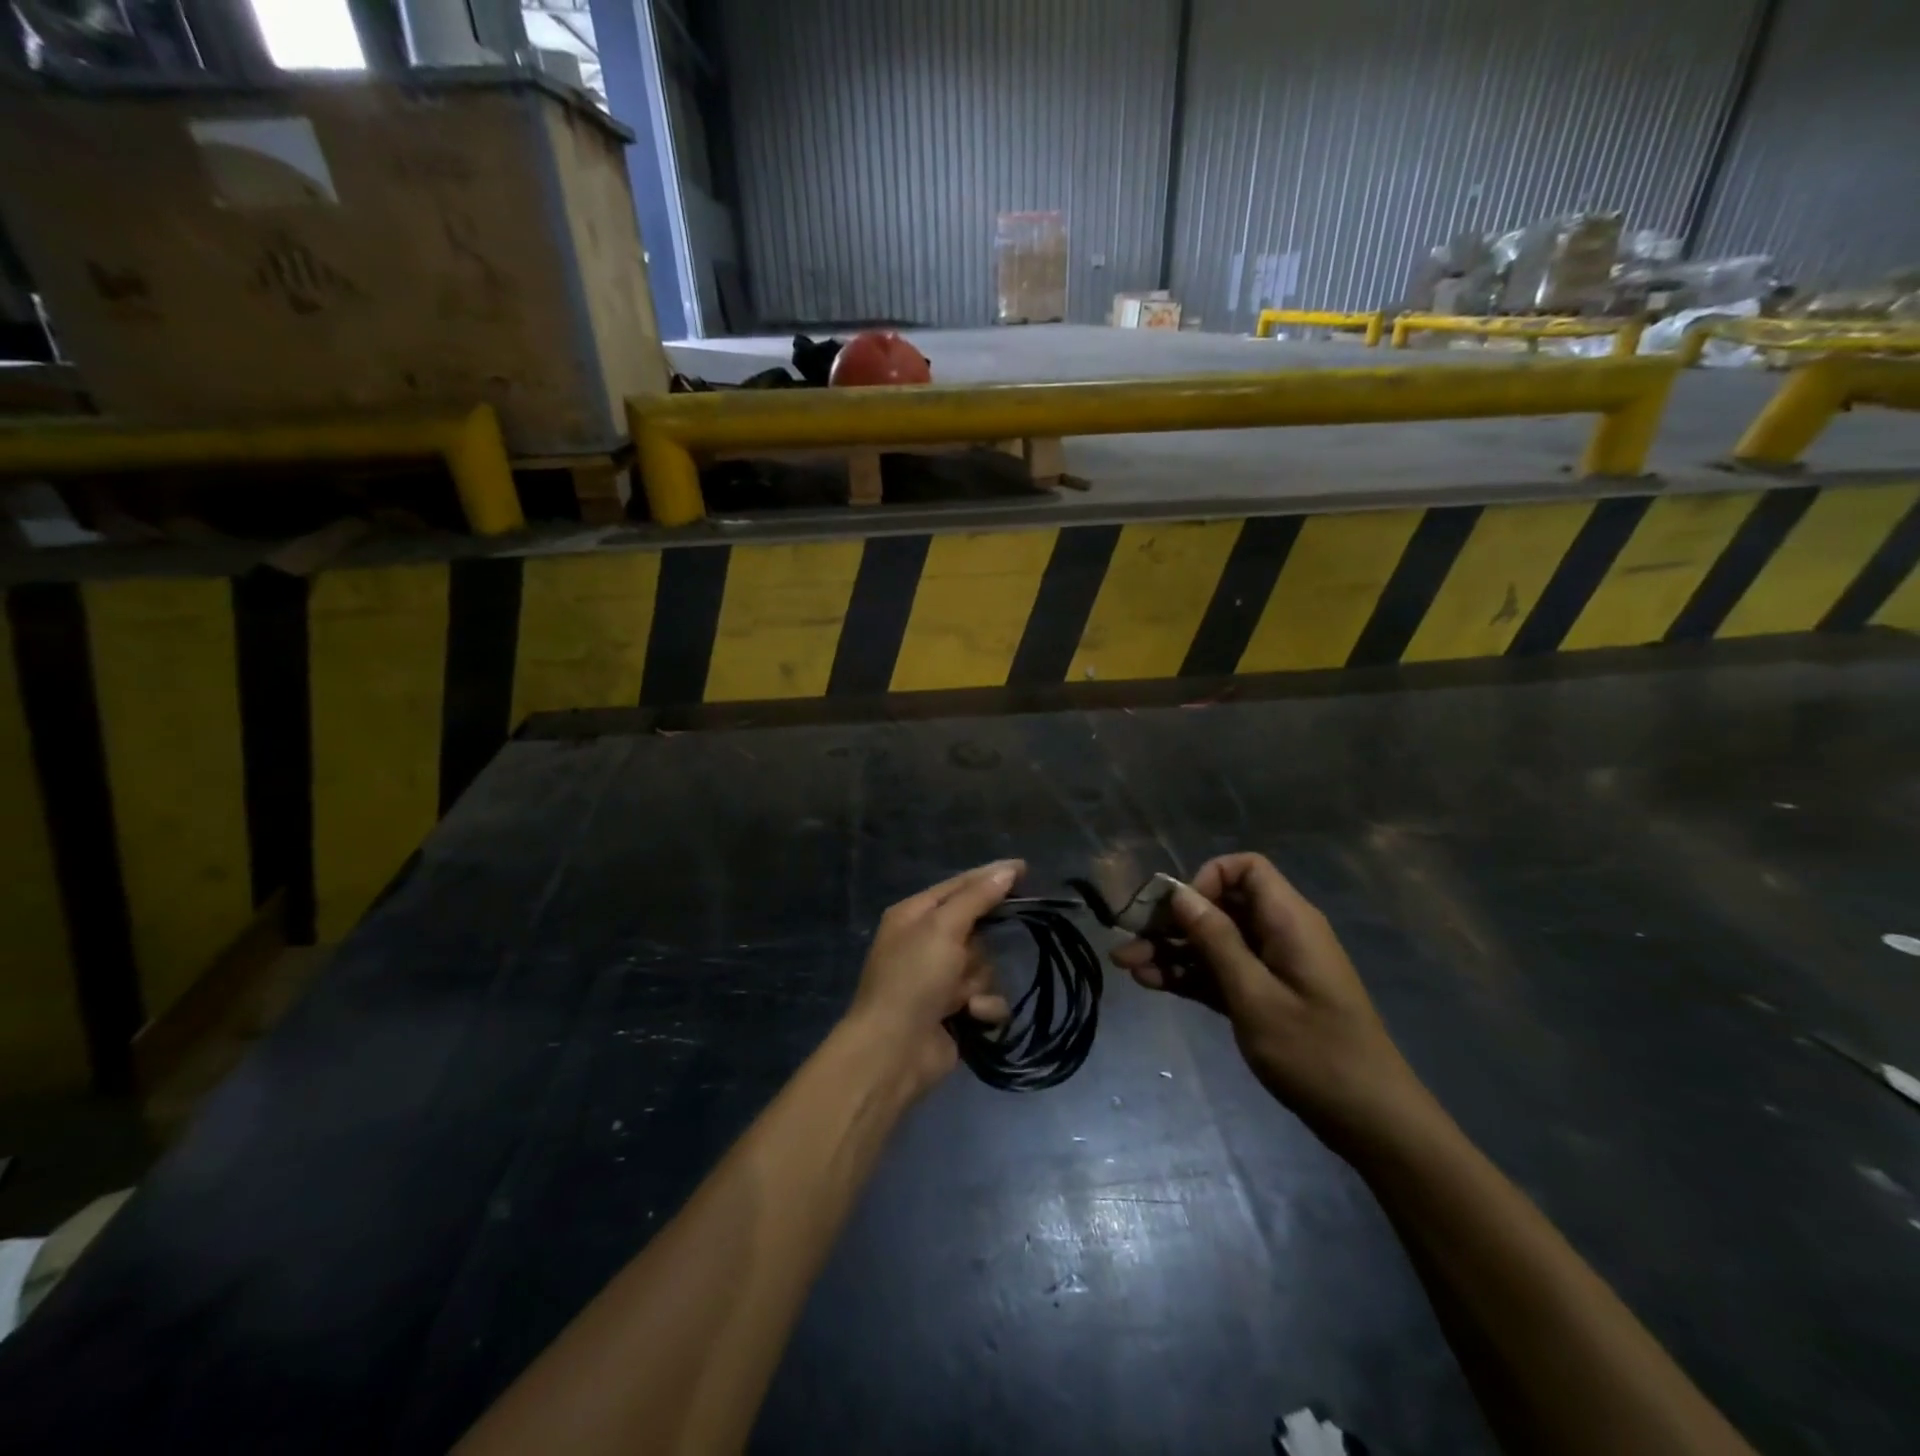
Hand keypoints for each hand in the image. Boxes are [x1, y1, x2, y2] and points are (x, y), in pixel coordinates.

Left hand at [848, 860, 1019, 1095]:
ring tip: (959, 997)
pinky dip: (983, 1007)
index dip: (991, 876)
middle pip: (977, 929)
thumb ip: (977, 897)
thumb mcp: (943, 928)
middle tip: (965, 957)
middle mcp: (927, 942)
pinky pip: (988, 997)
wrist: (893, 1051)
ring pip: (985, 965)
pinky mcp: (956, 1010)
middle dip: (978, 948)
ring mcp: (941, 979)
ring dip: (978, 981)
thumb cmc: (913, 978)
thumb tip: (1008, 868)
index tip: (1025, 869)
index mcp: (915, 915)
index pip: (960, 885)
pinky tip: (970, 1016)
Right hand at [1112, 853, 1430, 1147]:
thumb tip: (1180, 894)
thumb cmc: (1315, 1053)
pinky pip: (1221, 972)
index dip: (1206, 880)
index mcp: (1288, 920)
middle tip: (1128, 941)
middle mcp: (1279, 934)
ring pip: (1214, 941)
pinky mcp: (1266, 996)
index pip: (1244, 869)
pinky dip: (1189, 975)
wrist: (1372, 1121)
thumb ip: (1216, 941)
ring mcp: (1272, 967)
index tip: (1178, 912)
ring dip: (1171, 951)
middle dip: (1172, 921)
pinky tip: (1151, 984)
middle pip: (1220, 907)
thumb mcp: (1255, 995)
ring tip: (1127, 967)